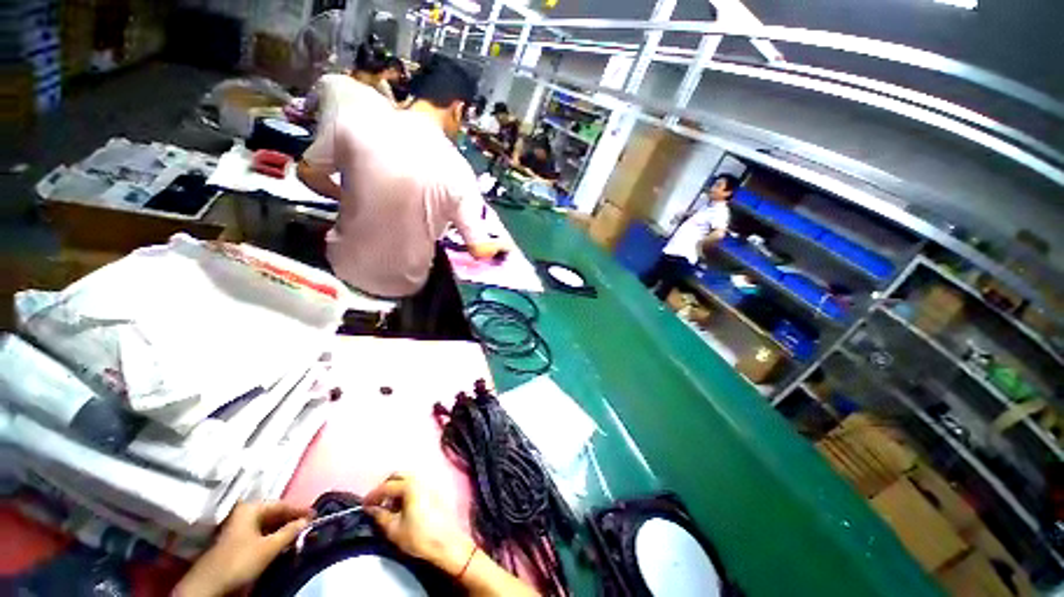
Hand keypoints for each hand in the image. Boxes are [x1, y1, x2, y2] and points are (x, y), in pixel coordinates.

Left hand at [173, 501, 311, 596]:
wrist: (209, 585)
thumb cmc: (240, 560)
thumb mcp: (269, 547)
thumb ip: (290, 531)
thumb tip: (308, 520)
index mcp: (250, 508)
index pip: (281, 504)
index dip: (299, 509)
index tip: (317, 514)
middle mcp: (243, 513)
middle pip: (273, 513)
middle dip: (291, 519)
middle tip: (309, 524)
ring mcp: (237, 527)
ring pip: (266, 524)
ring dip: (282, 529)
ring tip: (298, 534)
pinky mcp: (235, 541)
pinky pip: (259, 533)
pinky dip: (272, 536)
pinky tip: (281, 542)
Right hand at [364, 473, 475, 575]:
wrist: (447, 542)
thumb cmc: (419, 536)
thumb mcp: (394, 529)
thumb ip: (380, 516)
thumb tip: (371, 509)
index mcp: (410, 486)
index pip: (386, 486)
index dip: (372, 495)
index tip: (363, 506)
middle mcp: (421, 479)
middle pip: (398, 476)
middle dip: (385, 487)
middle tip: (376, 503)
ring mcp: (430, 483)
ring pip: (408, 479)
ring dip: (396, 489)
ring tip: (388, 507)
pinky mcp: (435, 490)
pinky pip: (417, 484)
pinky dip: (406, 491)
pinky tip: (402, 507)